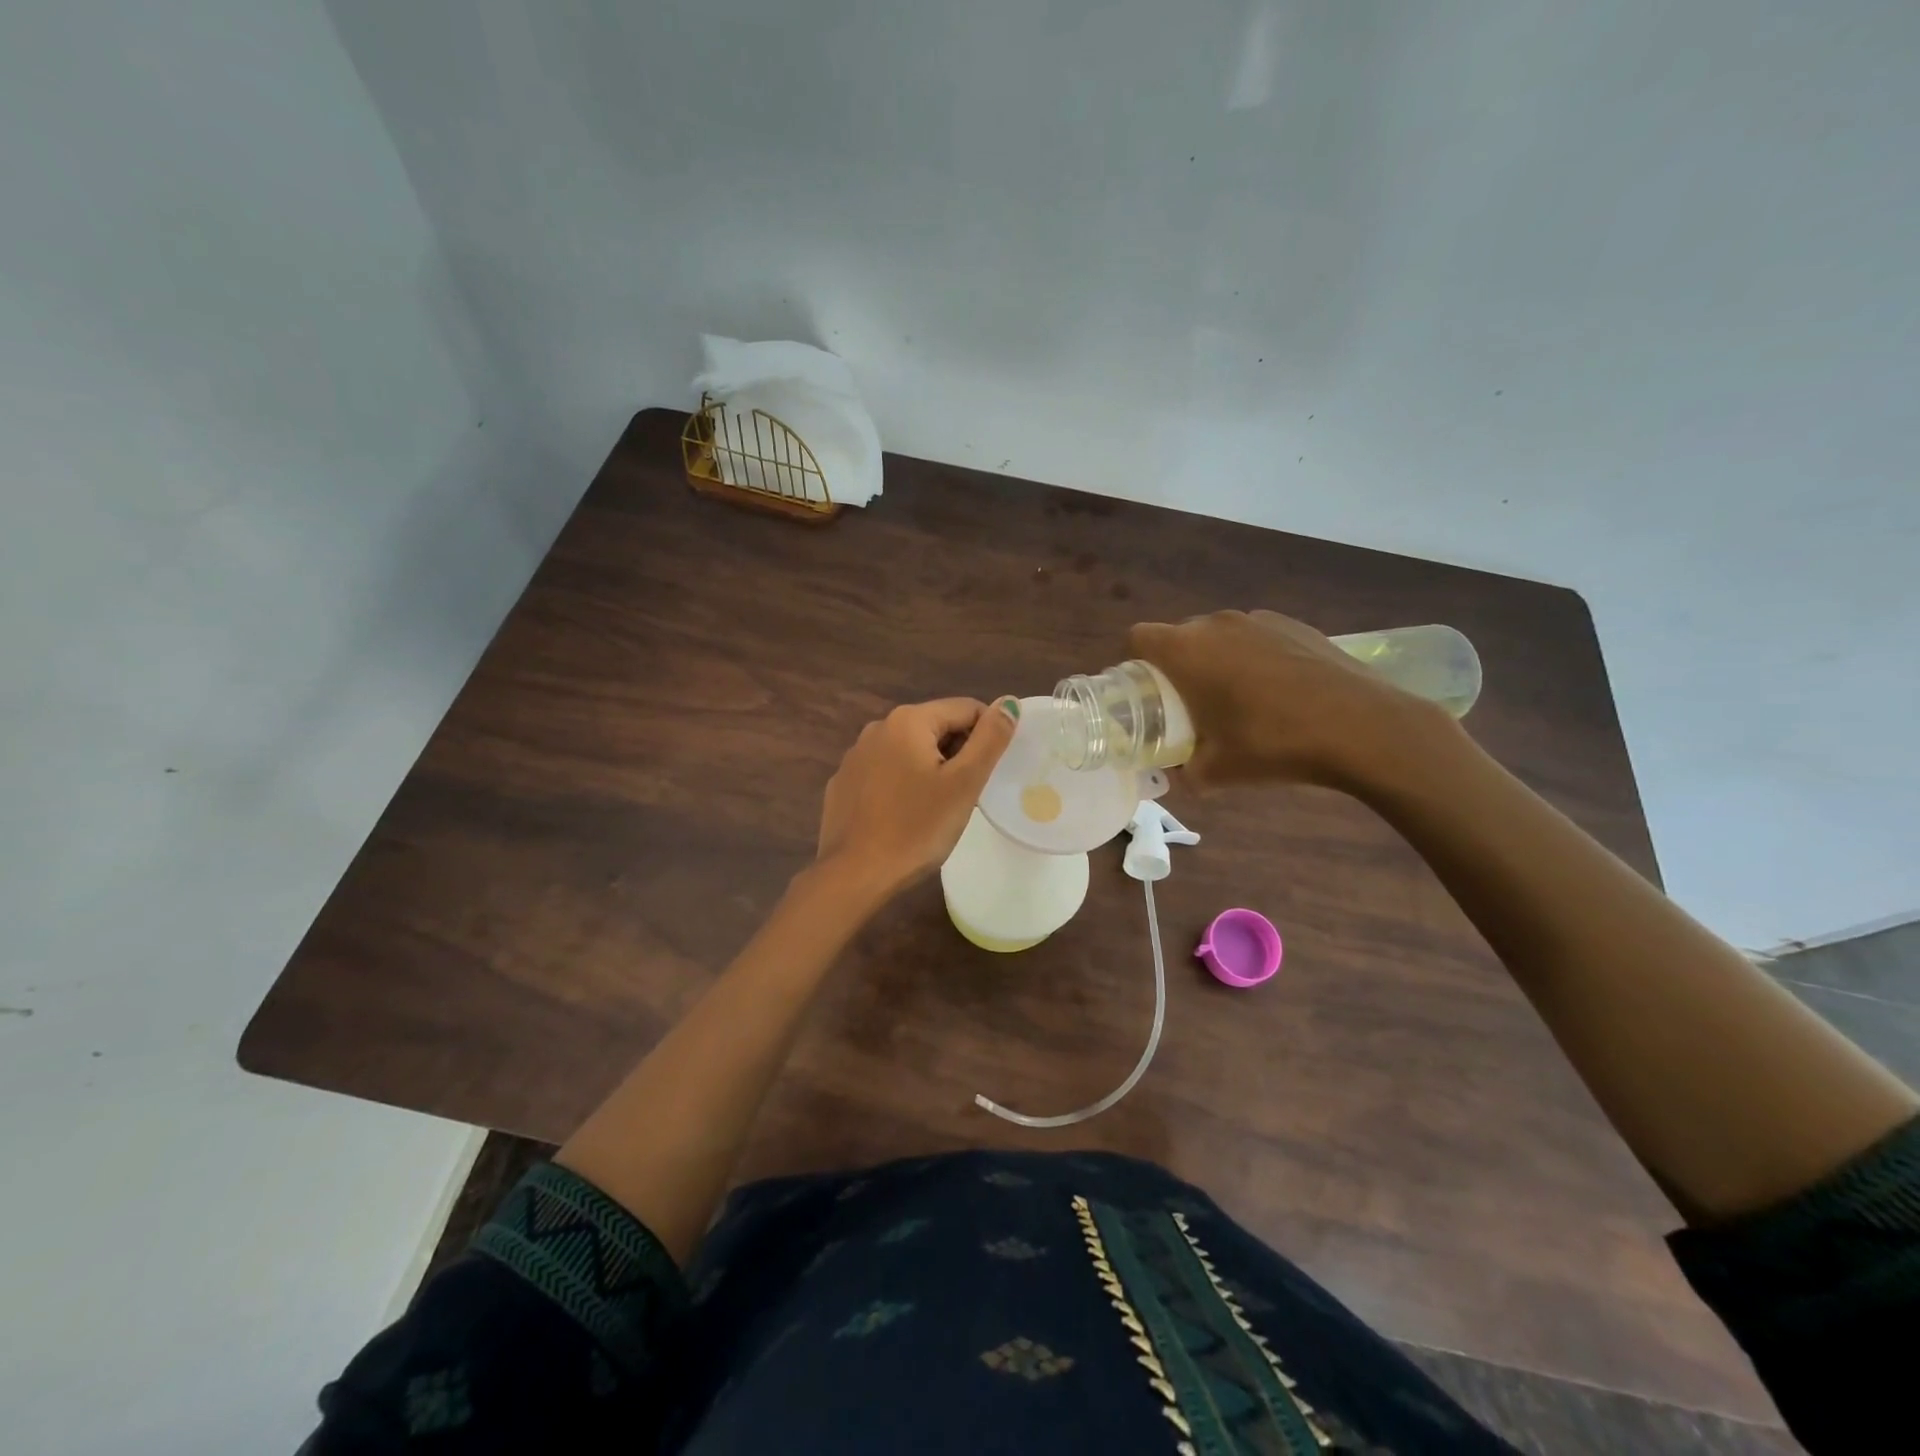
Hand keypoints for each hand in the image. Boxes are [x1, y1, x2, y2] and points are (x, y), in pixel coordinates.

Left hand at [816, 697, 1019, 897]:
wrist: (855, 875)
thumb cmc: (917, 828)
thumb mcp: (964, 783)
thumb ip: (990, 739)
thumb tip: (1008, 702)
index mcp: (908, 720)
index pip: (966, 708)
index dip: (987, 736)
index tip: (990, 772)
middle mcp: (877, 727)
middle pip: (936, 727)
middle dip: (958, 753)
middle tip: (968, 794)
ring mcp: (855, 756)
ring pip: (909, 751)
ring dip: (931, 769)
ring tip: (940, 808)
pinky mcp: (843, 783)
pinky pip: (885, 772)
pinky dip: (903, 784)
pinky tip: (906, 816)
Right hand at [1128, 610, 1451, 789]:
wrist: (1363, 727)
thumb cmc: (1274, 745)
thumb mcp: (1217, 772)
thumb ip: (1186, 772)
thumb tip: (1179, 775)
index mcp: (1186, 651)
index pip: (1138, 637)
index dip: (1134, 663)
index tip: (1146, 693)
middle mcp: (1216, 624)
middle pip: (1179, 636)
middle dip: (1176, 667)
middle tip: (1189, 705)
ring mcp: (1259, 619)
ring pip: (1219, 636)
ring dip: (1216, 661)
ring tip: (1238, 699)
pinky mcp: (1295, 624)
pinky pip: (1256, 637)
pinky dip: (1253, 658)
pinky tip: (1278, 692)